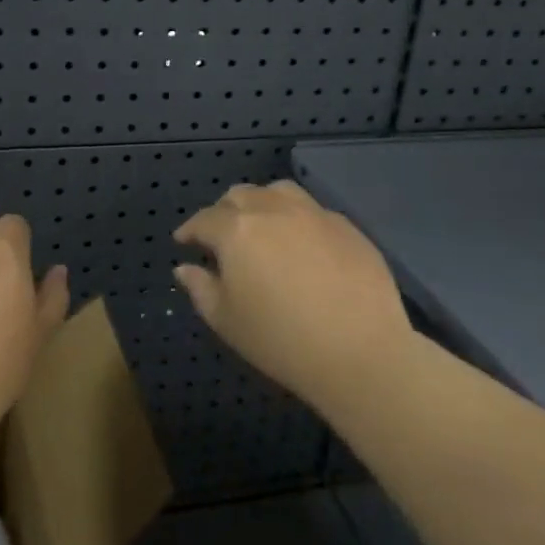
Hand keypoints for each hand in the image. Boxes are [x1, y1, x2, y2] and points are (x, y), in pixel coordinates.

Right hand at [174, 180, 412, 412]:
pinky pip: (312, 210)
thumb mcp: (226, 321)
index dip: (190, 229)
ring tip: (261, 226)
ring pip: (277, 192)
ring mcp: (313, 213)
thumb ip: (200, 288)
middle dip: (223, 212)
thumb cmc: (281, 340)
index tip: (184, 241)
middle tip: (222, 236)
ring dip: (261, 203)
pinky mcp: (346, 226)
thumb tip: (186, 268)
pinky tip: (301, 245)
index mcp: (237, 230)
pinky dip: (296, 219)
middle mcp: (273, 210)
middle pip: (240, 196)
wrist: (361, 352)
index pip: (204, 219)